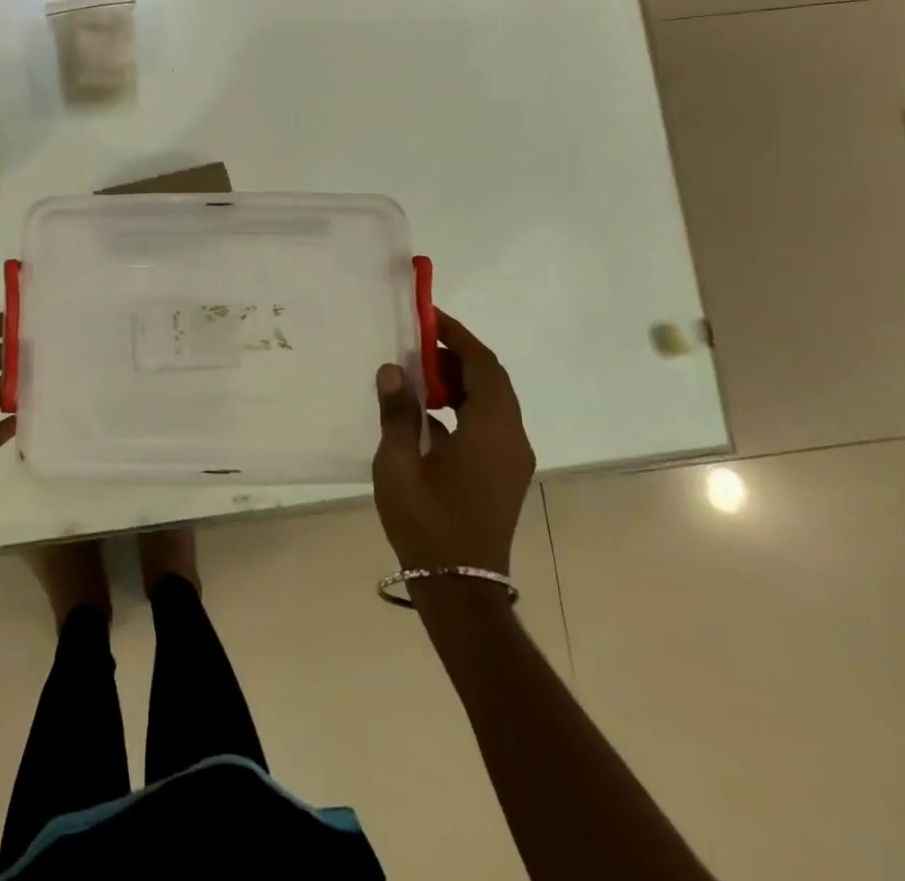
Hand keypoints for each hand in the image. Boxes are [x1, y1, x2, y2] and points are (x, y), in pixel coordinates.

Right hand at [372, 309, 533, 573]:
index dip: (458, 335)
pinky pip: (488, 425)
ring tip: (418, 375)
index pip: (483, 365)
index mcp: (490, 429)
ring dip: (459, 382)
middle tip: (417, 344)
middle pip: (491, 381)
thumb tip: (394, 369)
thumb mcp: (399, 461)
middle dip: (457, 356)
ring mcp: (511, 459)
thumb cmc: (427, 520)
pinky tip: (427, 415)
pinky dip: (462, 407)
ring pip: (491, 403)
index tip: (428, 317)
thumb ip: (398, 411)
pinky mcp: (503, 475)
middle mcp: (511, 438)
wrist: (460, 588)